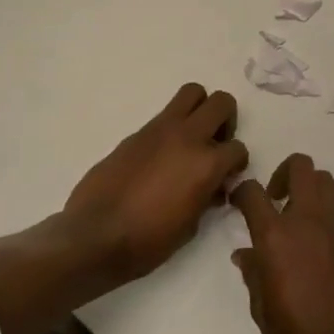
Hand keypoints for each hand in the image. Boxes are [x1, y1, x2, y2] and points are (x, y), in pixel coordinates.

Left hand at [62, 83, 247, 283]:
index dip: (236, 164)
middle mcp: (188, 137)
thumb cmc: (148, 241)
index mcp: (207, 164)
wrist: (95, 235)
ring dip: (200, 109)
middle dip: (226, 121)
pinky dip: (172, 127)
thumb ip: (207, 196)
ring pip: (193, 92)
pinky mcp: (137, 132)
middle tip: (215, 144)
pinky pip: (164, 115)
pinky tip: (162, 155)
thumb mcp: (190, 226)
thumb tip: (213, 187)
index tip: (226, 178)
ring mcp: (160, 129)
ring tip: (193, 137)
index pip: (238, 148)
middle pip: (222, 102)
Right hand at [232, 153, 333, 333]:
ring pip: (326, 183)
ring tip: (298, 221)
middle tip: (276, 198)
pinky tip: (320, 256)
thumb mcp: (260, 306)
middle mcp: (308, 221)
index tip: (239, 202)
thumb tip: (246, 254)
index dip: (242, 191)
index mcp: (276, 236)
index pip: (253, 191)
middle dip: (284, 173)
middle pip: (301, 167)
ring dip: (309, 191)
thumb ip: (253, 272)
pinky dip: (326, 225)